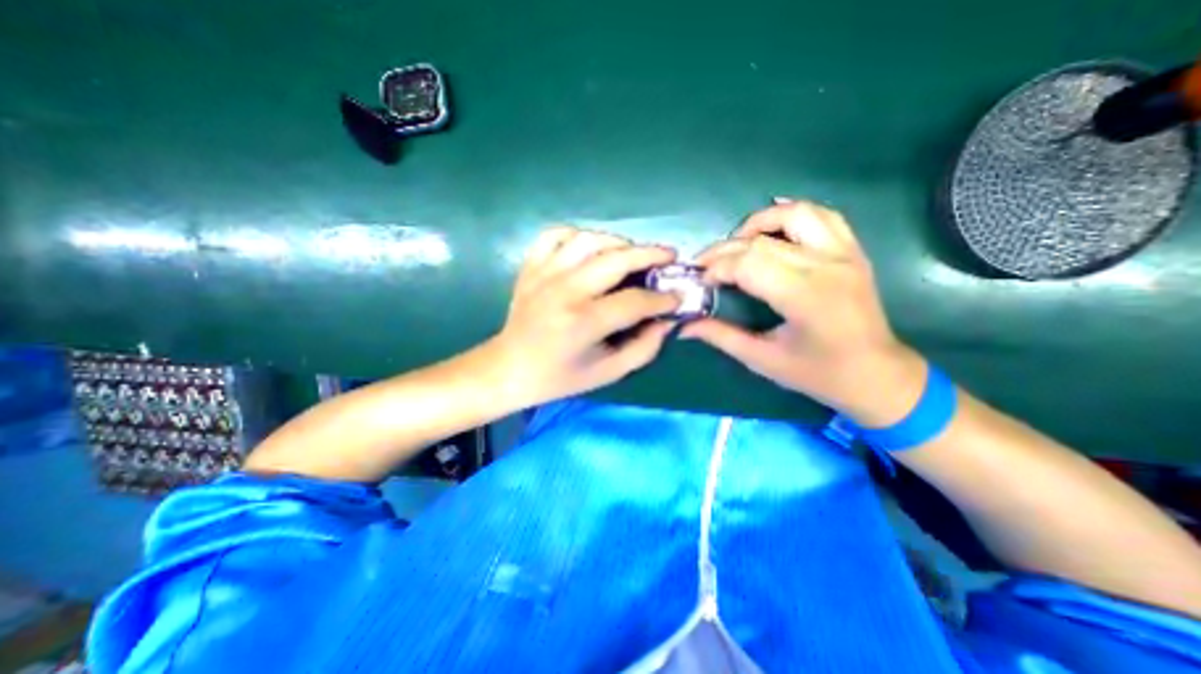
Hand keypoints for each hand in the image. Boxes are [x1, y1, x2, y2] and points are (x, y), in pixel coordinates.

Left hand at [481, 226, 678, 408]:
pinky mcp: (530, 267)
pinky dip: (577, 235)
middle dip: (651, 255)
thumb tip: (667, 322)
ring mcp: (544, 274)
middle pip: (616, 259)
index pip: (634, 301)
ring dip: (618, 242)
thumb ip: (643, 349)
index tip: (678, 297)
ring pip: (589, 239)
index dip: (662, 299)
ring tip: (633, 254)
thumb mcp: (607, 373)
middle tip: (669, 257)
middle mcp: (564, 291)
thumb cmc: (559, 377)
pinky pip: (555, 235)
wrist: (508, 369)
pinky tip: (590, 248)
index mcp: (583, 323)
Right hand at [680, 197, 920, 425]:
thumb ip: (720, 336)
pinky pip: (823, 216)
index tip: (701, 281)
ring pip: (795, 215)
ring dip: (758, 222)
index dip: (716, 268)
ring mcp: (844, 254)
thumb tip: (684, 325)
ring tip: (737, 242)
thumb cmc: (817, 374)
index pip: (748, 264)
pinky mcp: (853, 251)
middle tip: (706, 266)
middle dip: (724, 250)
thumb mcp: (762, 359)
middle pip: (761, 241)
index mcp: (804, 297)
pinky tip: (772, 226)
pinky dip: (792, 214)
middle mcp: (826, 267)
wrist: (876, 375)